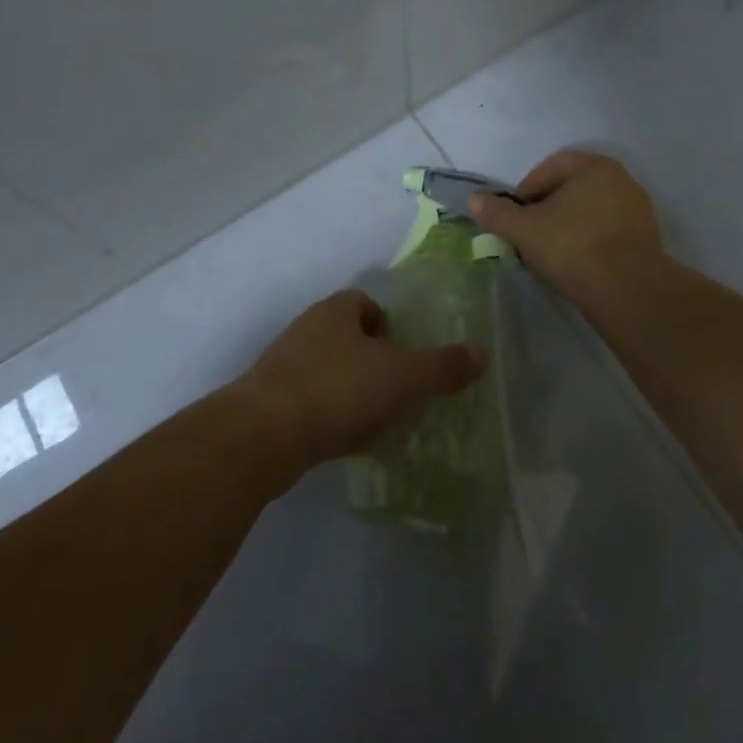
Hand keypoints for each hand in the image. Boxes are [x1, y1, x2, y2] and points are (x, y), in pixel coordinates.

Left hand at [233, 289, 484, 475]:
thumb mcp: (402, 377)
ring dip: (349, 388)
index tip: (405, 353)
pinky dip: (328, 415)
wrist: (261, 435)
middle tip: (397, 388)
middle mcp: (305, 329)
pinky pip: (309, 401)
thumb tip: (481, 353)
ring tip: (375, 418)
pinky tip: (343, 440)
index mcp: (335, 311)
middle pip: (346, 336)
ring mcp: (282, 365)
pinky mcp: (267, 402)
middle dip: (371, 358)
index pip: (364, 302)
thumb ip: (442, 366)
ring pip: (327, 369)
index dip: (388, 323)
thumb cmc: (337, 390)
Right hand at [468, 150, 665, 306]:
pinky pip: (607, 232)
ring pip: (590, 212)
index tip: (514, 215)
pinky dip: (588, 241)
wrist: (628, 291)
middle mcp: (622, 180)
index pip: (552, 167)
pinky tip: (575, 264)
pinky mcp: (646, 240)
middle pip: (572, 189)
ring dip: (567, 226)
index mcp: (595, 167)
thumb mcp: (524, 230)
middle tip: (528, 233)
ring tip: (549, 252)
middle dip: (547, 208)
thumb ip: (497, 213)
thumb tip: (474, 199)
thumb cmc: (572, 247)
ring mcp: (638, 211)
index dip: (527, 189)